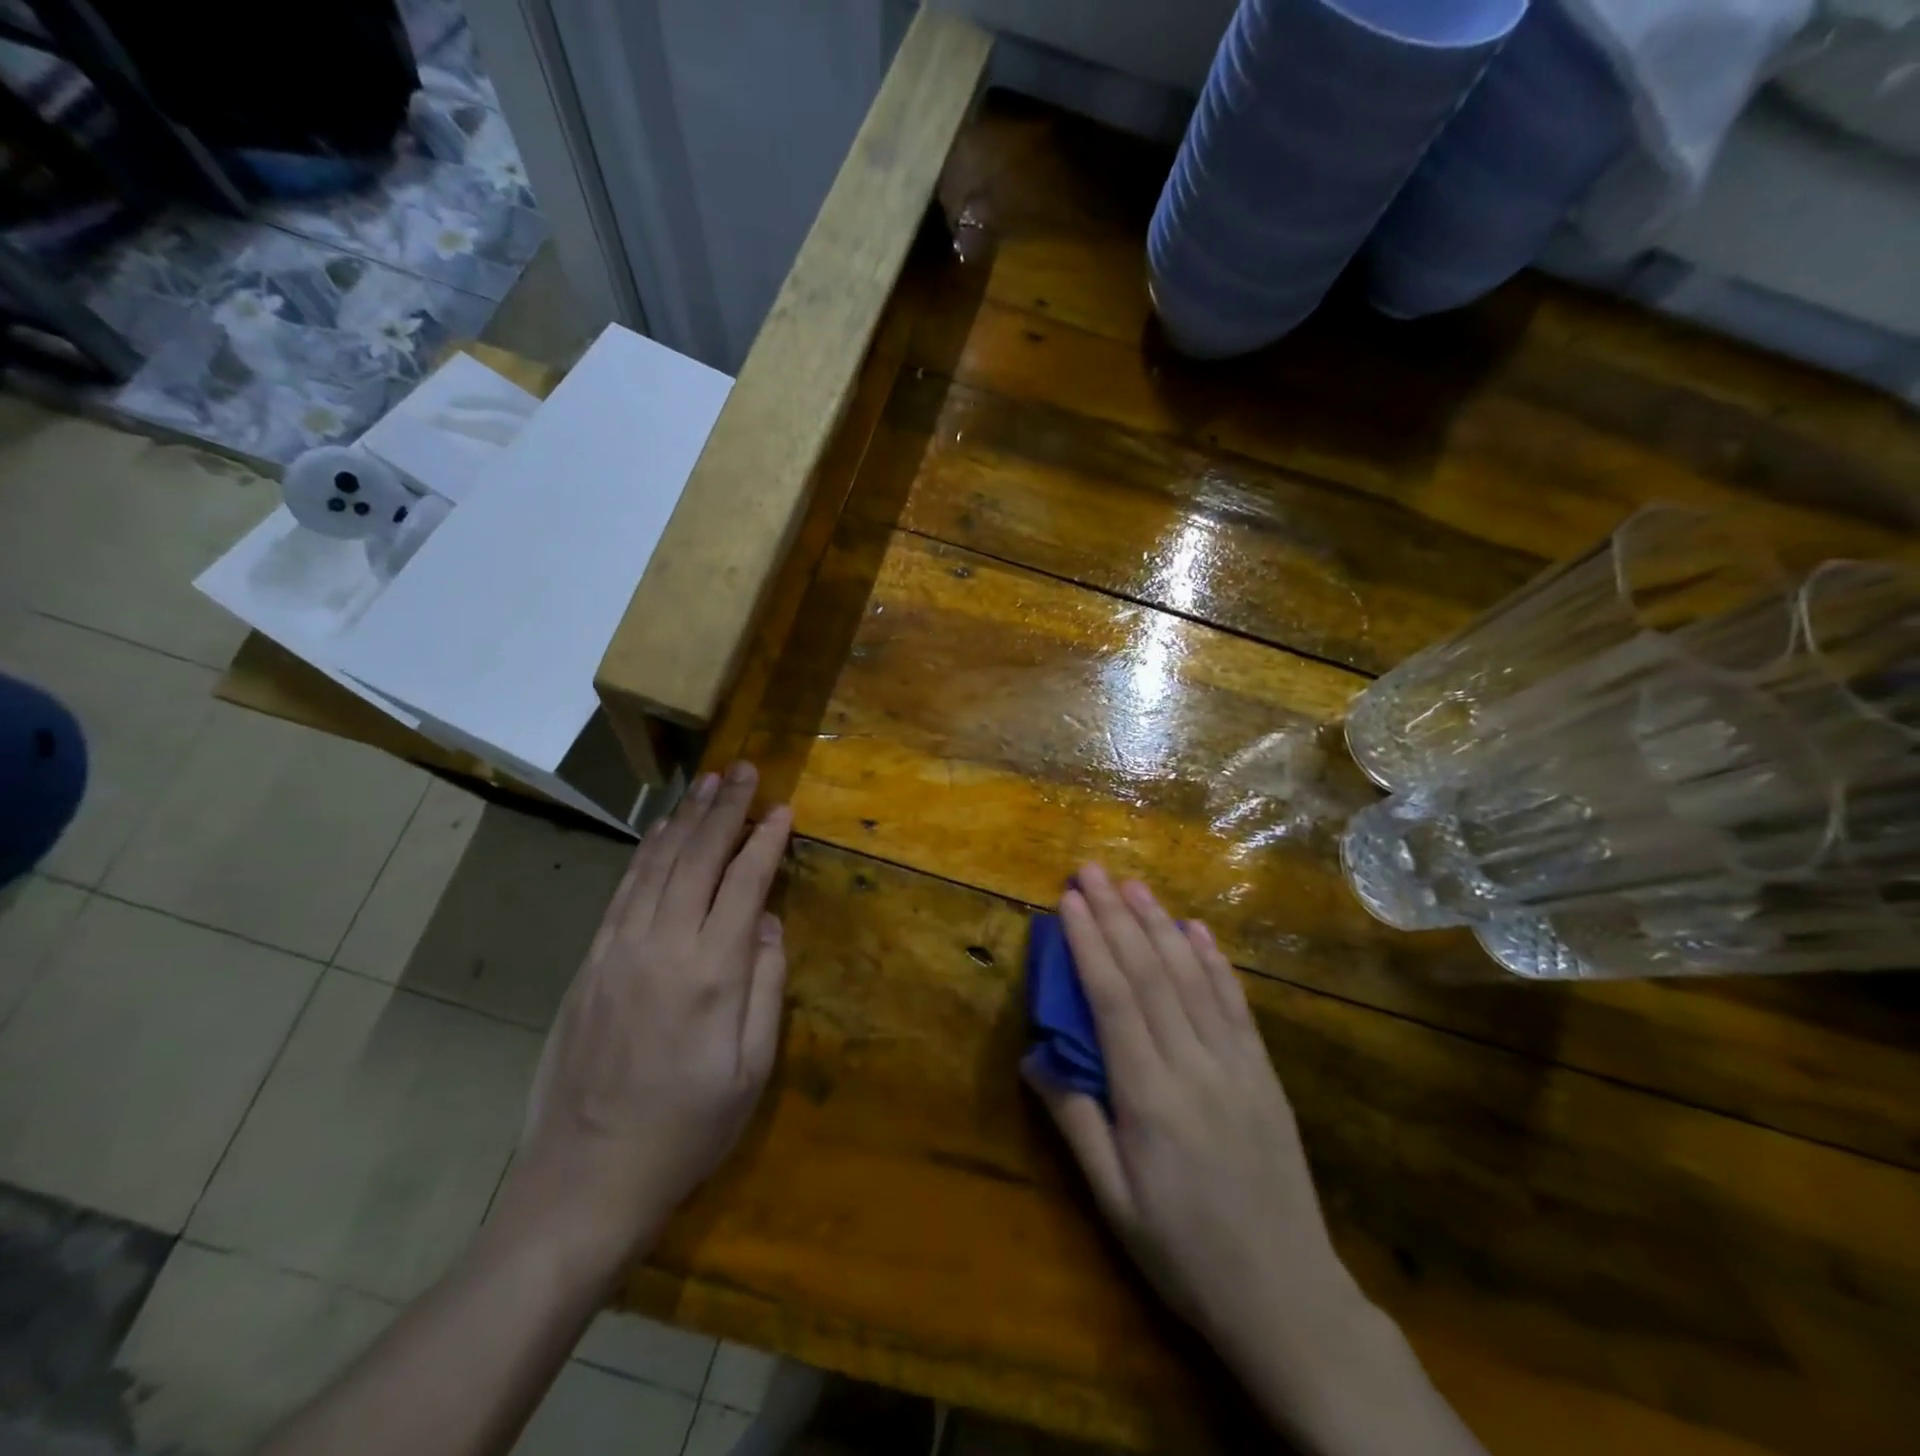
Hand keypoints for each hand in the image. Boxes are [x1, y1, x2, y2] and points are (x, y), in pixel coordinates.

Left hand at [503, 762, 791, 1282]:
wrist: (585, 1178)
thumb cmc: (686, 1129)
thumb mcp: (751, 1069)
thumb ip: (766, 985)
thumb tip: (770, 921)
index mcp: (711, 971)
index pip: (745, 882)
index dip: (766, 840)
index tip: (784, 808)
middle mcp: (663, 945)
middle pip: (698, 857)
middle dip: (725, 809)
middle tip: (745, 770)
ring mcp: (618, 949)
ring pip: (657, 864)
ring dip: (686, 819)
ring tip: (708, 784)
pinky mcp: (590, 961)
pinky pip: (624, 889)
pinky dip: (648, 852)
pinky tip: (662, 832)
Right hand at [1024, 864, 1362, 1383]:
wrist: (1288, 1297)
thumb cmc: (1183, 1252)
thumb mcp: (1113, 1200)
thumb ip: (1074, 1120)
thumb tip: (1035, 1053)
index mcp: (1149, 1097)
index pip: (1113, 998)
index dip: (1089, 942)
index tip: (1068, 900)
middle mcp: (1194, 1065)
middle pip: (1150, 973)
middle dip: (1116, 916)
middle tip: (1092, 869)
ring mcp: (1236, 1064)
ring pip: (1191, 977)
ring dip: (1159, 924)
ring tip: (1133, 884)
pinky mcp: (1263, 1072)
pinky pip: (1235, 1003)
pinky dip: (1213, 960)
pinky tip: (1195, 929)